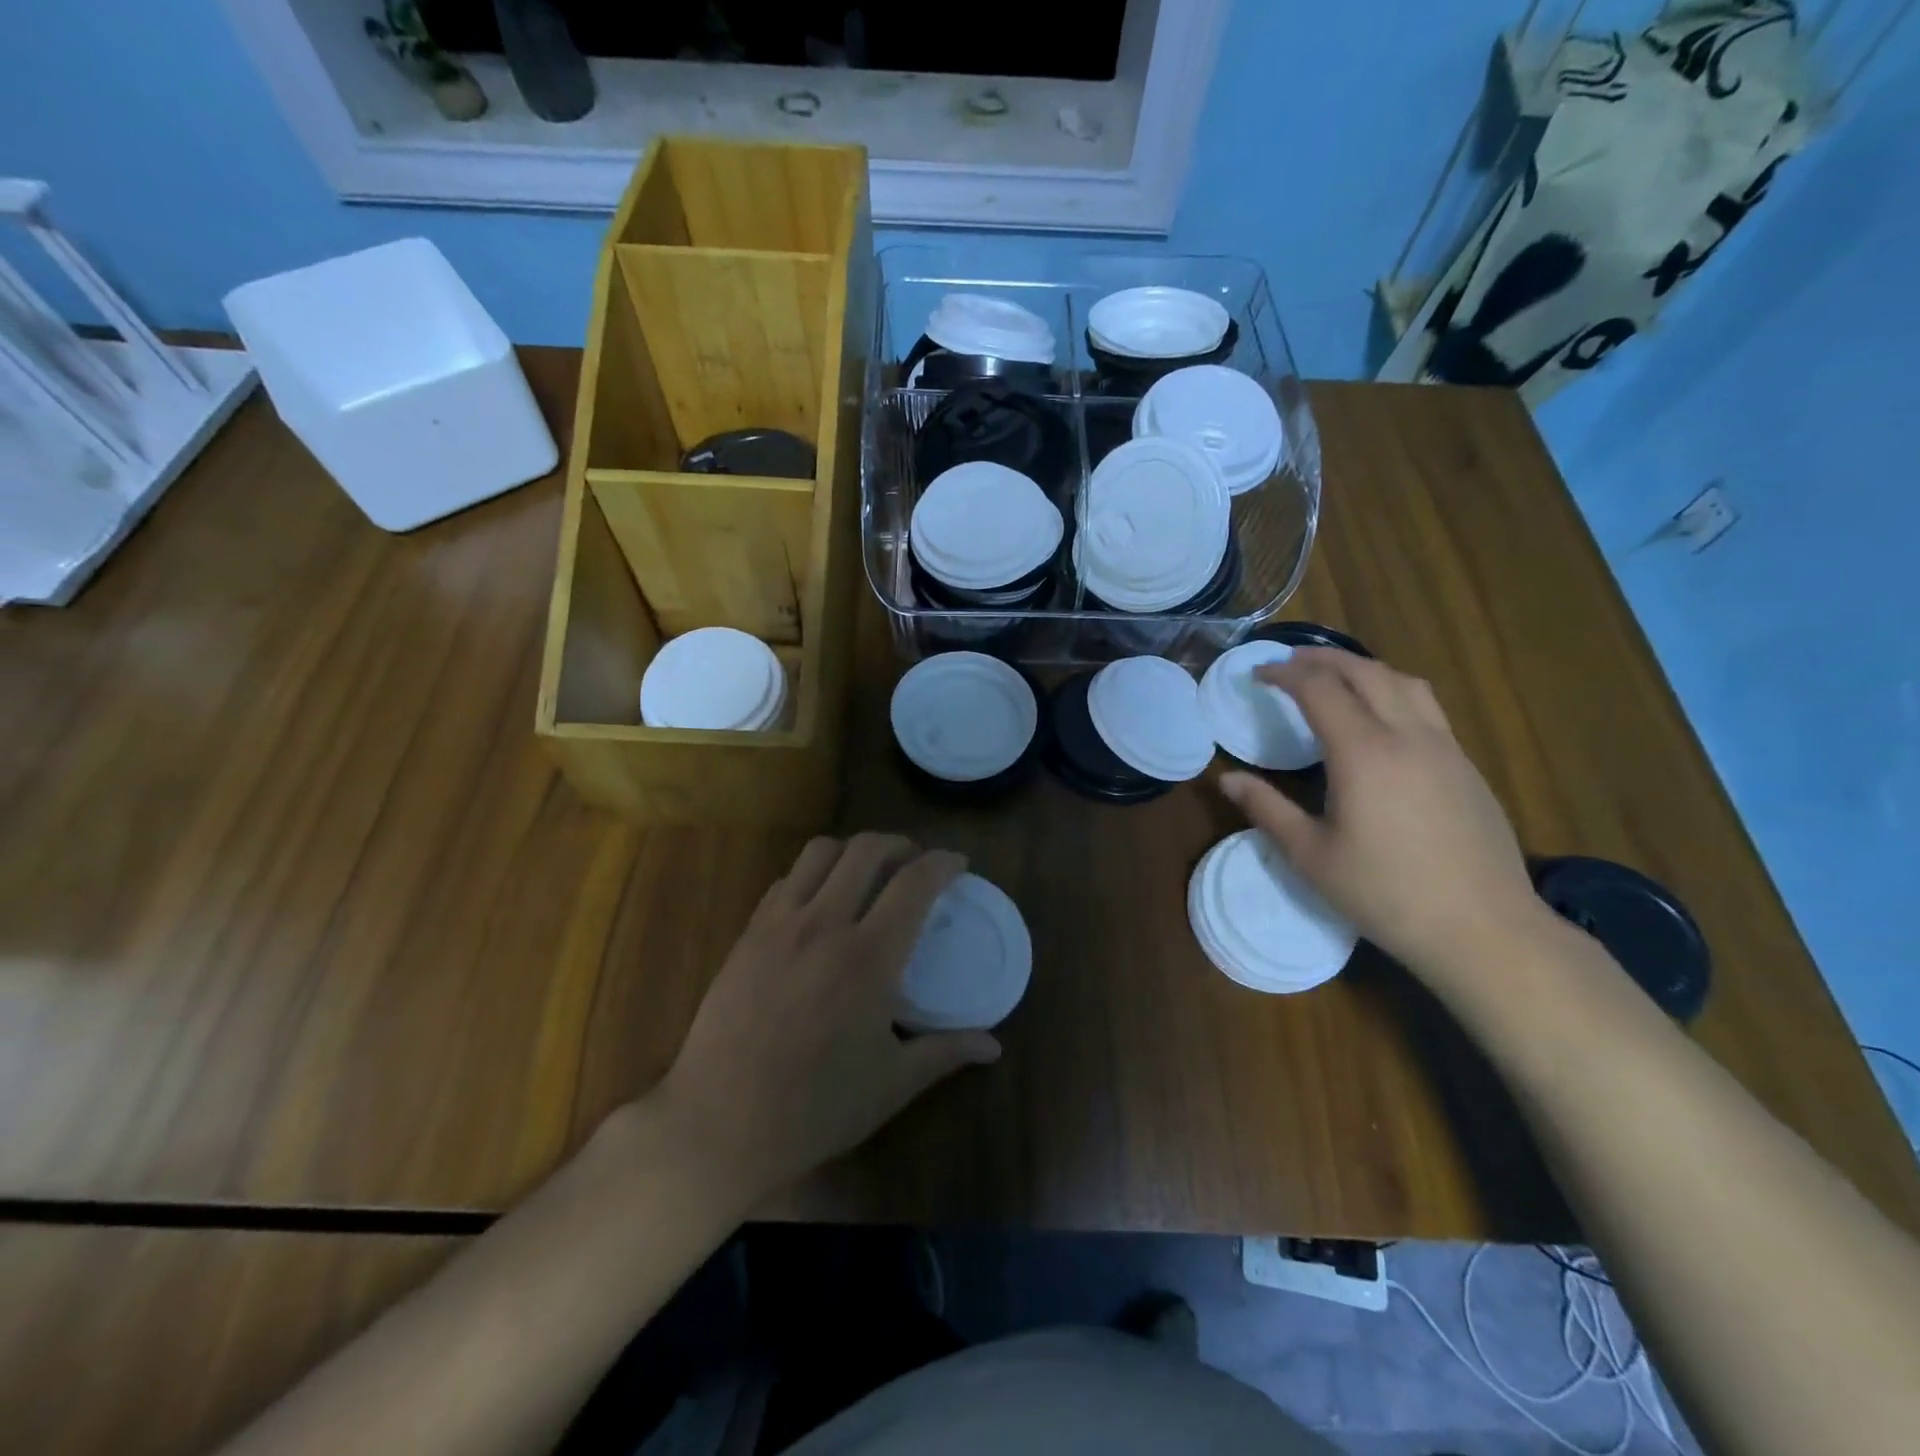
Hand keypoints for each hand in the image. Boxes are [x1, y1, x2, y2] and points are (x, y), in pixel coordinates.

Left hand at [652, 833, 1000, 1206]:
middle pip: (867, 849)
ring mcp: (780, 924)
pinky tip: (819, 901)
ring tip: (867, 871)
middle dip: (900, 844)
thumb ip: (946, 1053)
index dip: (943, 863)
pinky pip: (785, 880)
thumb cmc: (816, 1107)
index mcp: (870, 956)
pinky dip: (812, 874)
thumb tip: (993, 1046)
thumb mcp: (892, 1083)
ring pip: (821, 852)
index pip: (915, 882)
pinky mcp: (748, 934)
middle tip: (915, 863)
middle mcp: (826, 924)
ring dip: (853, 850)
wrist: (721, 1124)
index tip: (959, 864)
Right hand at [1218, 649, 1548, 982]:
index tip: (1258, 674)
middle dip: (1323, 659)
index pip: (1319, 689)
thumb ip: (1266, 809)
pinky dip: (1394, 693)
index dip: (1284, 674)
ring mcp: (1445, 749)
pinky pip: (1427, 708)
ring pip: (1405, 682)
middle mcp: (1408, 736)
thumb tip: (1227, 779)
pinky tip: (1381, 721)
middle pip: (1366, 672)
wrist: (1482, 928)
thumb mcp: (1310, 855)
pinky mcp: (1467, 767)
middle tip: (1290, 663)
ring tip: (1336, 678)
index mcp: (1363, 753)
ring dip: (1365, 669)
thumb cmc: (1384, 893)